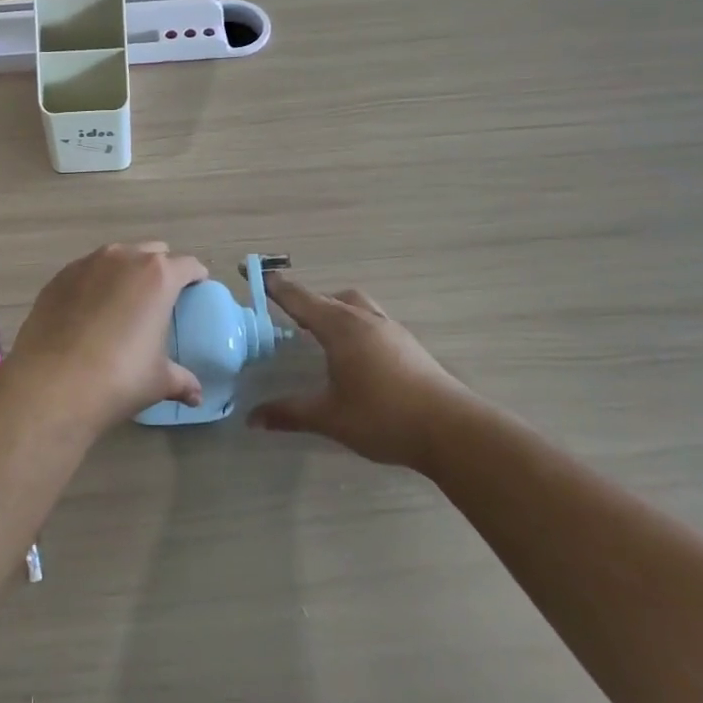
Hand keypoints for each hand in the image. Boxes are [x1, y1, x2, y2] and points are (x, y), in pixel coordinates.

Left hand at [7, 243, 207, 430]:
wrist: (52, 383)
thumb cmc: (118, 378)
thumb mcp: (158, 381)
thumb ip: (182, 380)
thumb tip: (196, 395)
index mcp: (158, 276)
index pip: (188, 265)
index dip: (196, 277)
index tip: (197, 290)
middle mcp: (124, 258)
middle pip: (152, 252)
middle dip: (160, 269)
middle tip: (160, 299)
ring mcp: (87, 263)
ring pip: (116, 258)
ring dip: (125, 273)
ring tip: (123, 304)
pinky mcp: (59, 277)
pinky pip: (86, 272)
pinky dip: (94, 284)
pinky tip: (89, 312)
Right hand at [249, 275, 467, 467]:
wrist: (450, 429)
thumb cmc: (383, 417)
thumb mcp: (330, 417)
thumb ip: (289, 413)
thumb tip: (252, 419)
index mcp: (340, 328)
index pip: (300, 299)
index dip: (276, 287)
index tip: (256, 273)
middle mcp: (363, 319)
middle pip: (326, 298)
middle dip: (303, 299)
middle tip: (284, 309)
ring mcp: (389, 329)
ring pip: (353, 304)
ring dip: (332, 307)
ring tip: (319, 328)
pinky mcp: (407, 343)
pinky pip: (370, 318)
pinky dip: (353, 320)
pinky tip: (353, 348)